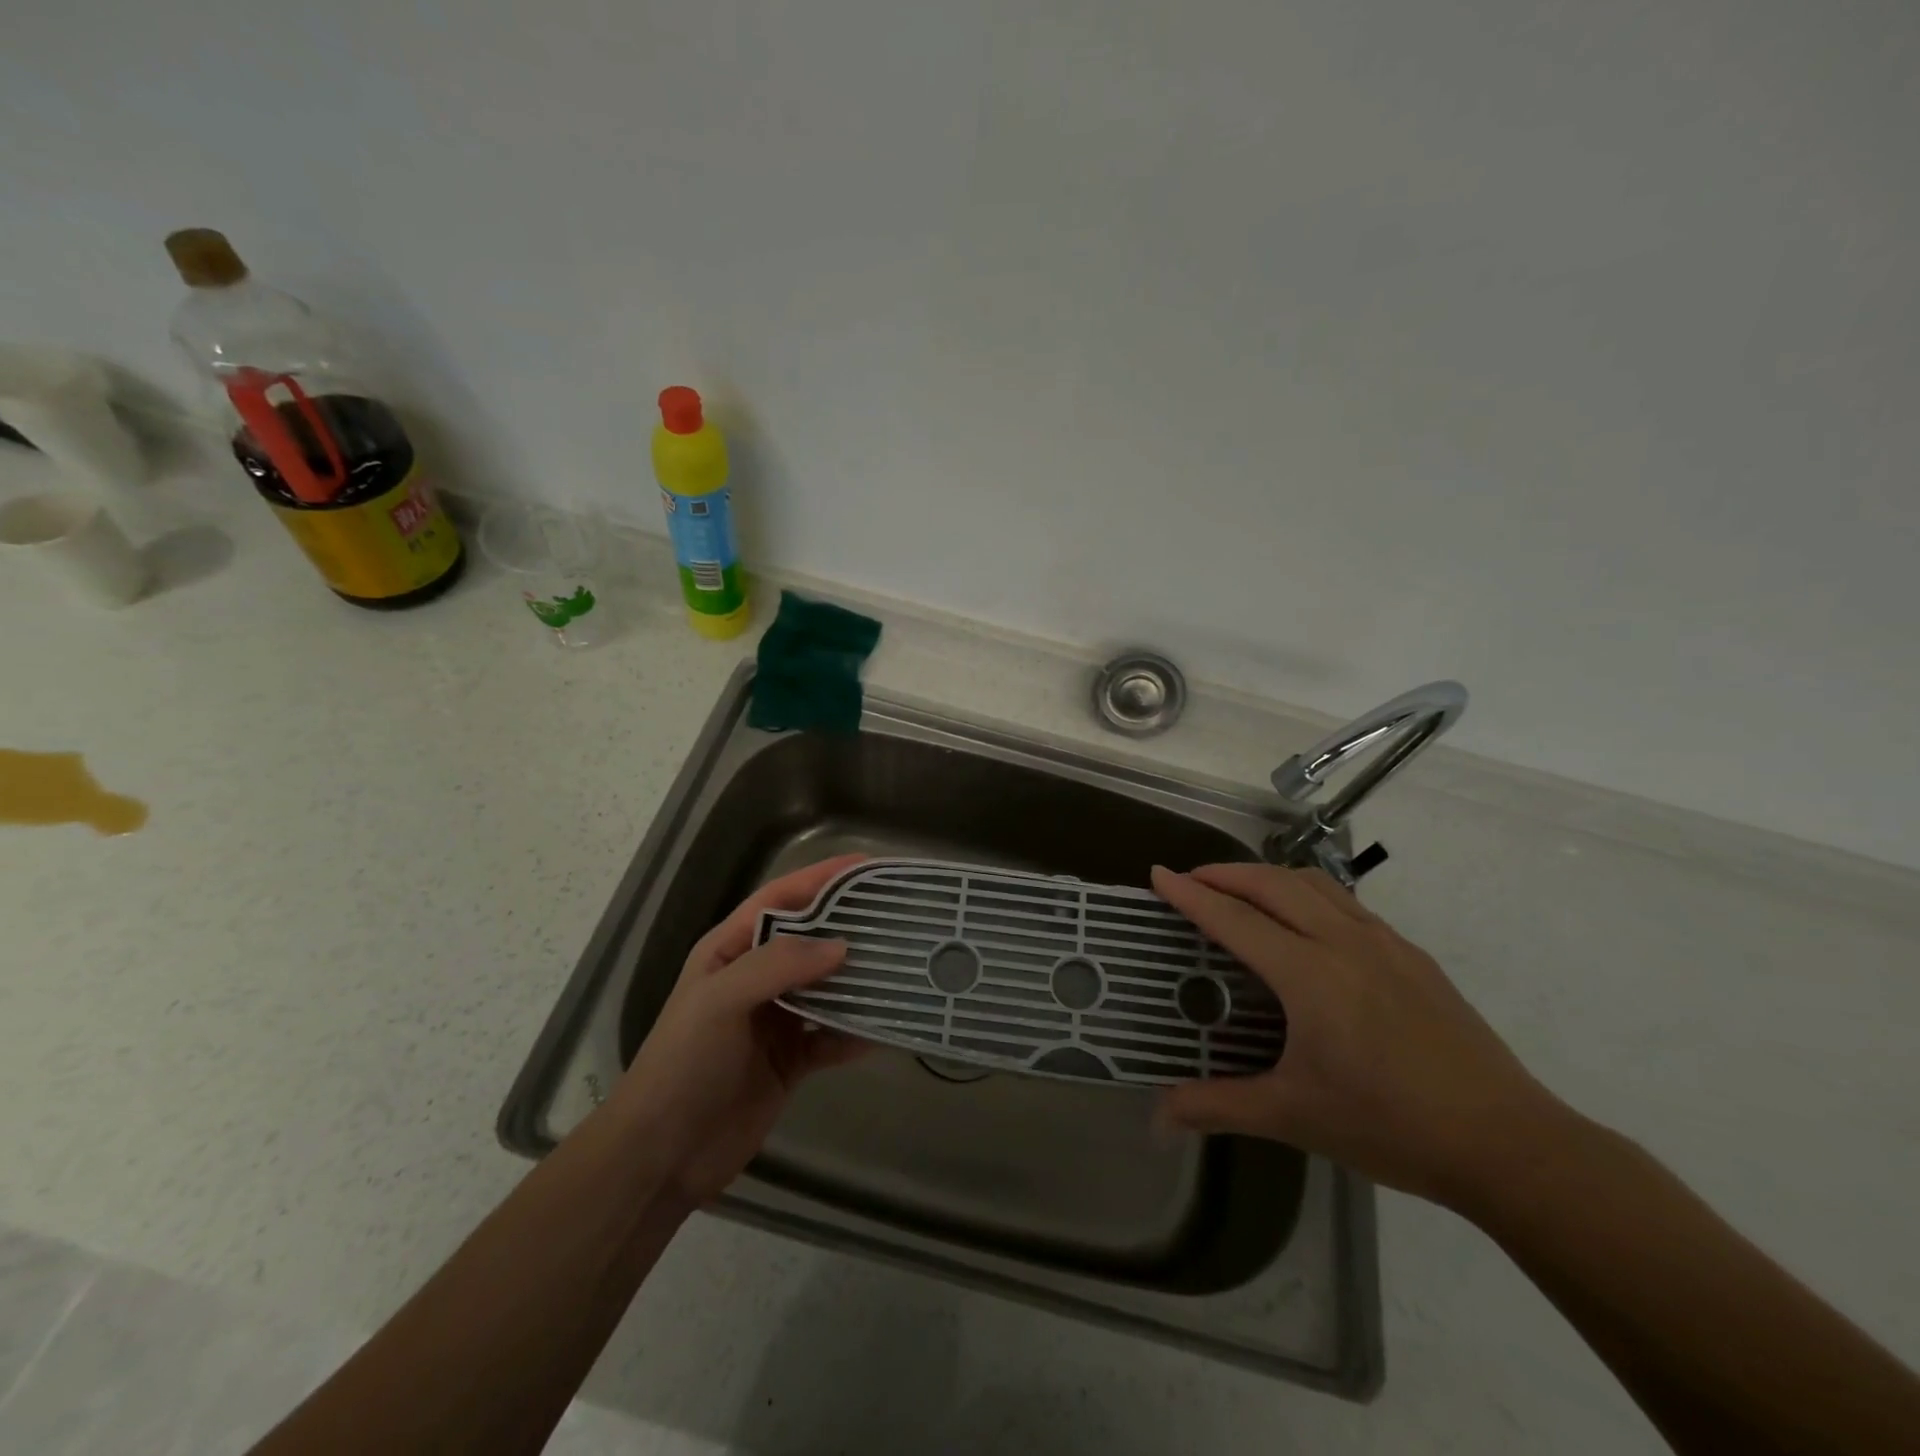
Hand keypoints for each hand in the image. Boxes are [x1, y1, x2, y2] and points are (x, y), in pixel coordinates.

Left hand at [611, 855, 871, 1202]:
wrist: (663, 1155)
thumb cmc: (684, 1063)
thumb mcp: (721, 1000)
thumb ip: (778, 965)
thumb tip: (842, 946)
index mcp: (732, 950)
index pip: (781, 898)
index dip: (822, 878)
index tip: (867, 867)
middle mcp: (757, 977)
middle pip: (811, 940)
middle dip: (851, 925)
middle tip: (899, 915)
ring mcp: (776, 1019)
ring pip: (827, 987)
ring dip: (860, 979)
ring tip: (904, 965)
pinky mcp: (791, 1060)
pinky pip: (832, 1037)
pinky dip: (857, 1032)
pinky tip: (888, 1029)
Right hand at [1151, 863, 1564, 1209]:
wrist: (1508, 1143)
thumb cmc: (1390, 1126)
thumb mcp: (1294, 1117)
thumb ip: (1218, 1107)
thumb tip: (1157, 1119)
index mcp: (1310, 975)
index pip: (1235, 919)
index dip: (1191, 894)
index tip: (1158, 873)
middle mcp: (1344, 943)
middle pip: (1272, 884)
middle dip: (1225, 873)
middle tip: (1191, 879)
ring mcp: (1384, 943)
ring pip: (1314, 883)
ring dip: (1267, 875)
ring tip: (1241, 889)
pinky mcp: (1413, 955)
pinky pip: (1346, 902)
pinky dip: (1308, 892)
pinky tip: (1306, 922)